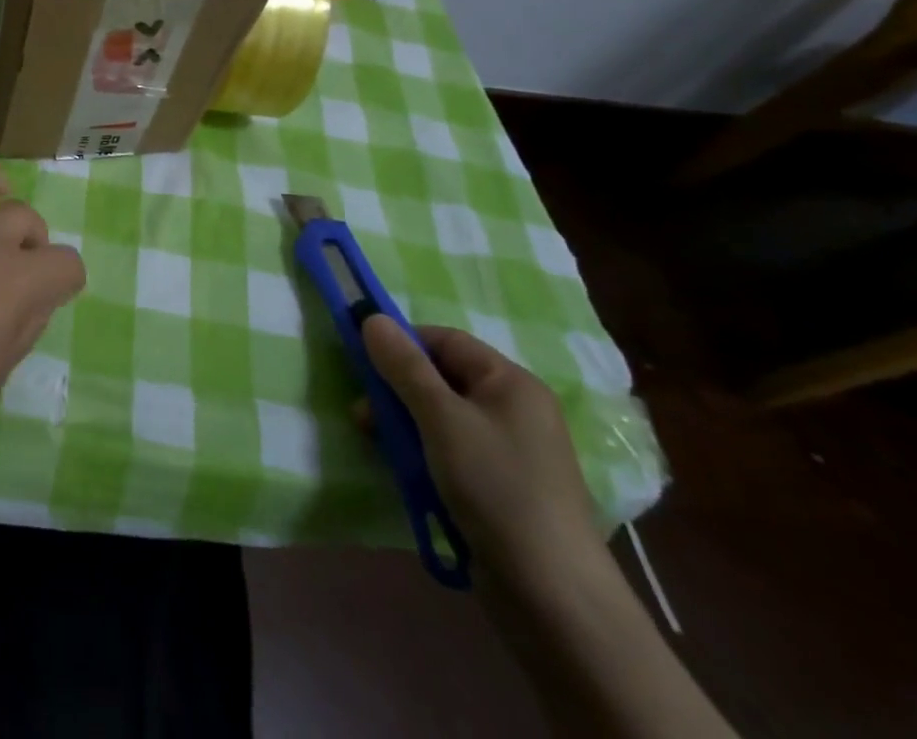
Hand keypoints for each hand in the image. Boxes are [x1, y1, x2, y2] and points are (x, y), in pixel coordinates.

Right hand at [359, 317, 604, 590]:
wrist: (554, 599)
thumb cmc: (497, 487)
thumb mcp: (441, 418)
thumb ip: (404, 366)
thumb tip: (372, 317)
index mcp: (511, 381)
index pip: (445, 340)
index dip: (403, 345)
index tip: (364, 365)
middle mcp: (514, 409)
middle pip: (441, 379)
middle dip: (397, 390)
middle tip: (363, 414)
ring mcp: (509, 451)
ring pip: (442, 418)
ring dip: (404, 425)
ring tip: (376, 444)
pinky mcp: (501, 488)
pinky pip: (452, 452)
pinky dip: (424, 455)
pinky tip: (405, 472)